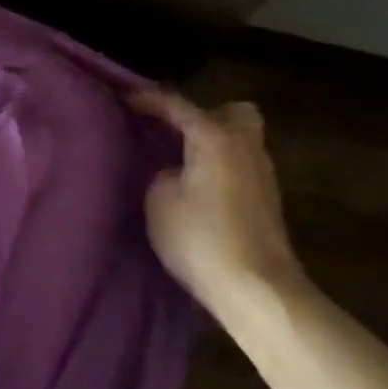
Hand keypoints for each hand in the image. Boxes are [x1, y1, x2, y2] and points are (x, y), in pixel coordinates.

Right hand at [130, 84, 303, 312]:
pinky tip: (194, 184)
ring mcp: (261, 175)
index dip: (146, 99)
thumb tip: (173, 169)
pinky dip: (217, 166)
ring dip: (210, 143)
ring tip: (176, 158)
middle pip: (230, 113)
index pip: (176, 104)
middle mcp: (244, 146)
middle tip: (171, 129)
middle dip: (202, 115)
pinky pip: (238, 166)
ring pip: (238, 141)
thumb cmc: (201, 236)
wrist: (258, 291)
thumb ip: (162, 171)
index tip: (122, 97)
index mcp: (215, 136)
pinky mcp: (266, 202)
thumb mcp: (159, 198)